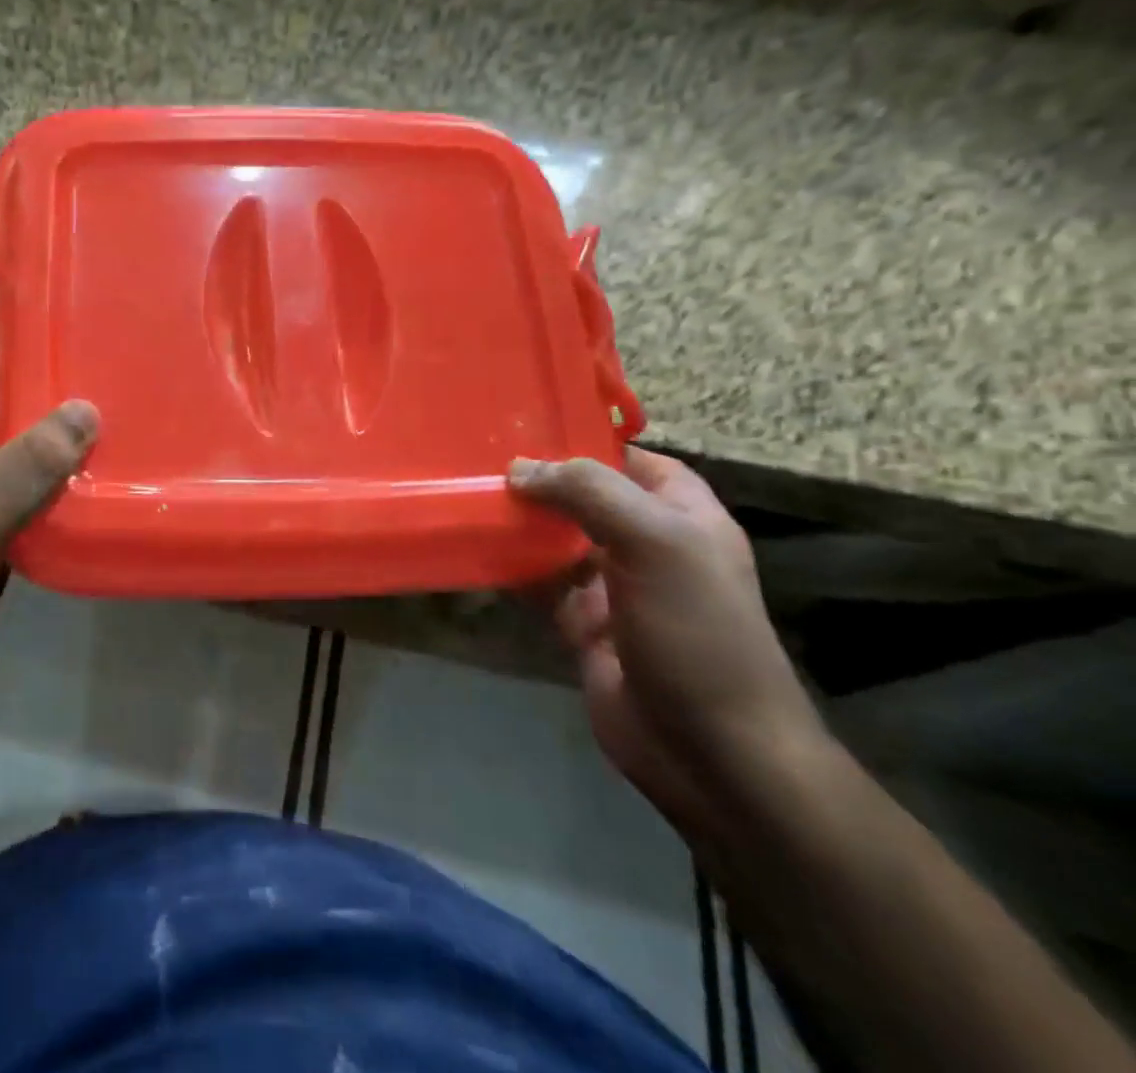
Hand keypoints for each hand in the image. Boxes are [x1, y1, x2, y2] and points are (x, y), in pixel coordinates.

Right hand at [509, 448, 828, 836]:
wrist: (710, 752)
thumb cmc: (696, 631)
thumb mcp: (655, 543)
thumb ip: (589, 493)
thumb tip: (520, 469)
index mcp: (682, 516)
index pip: (631, 460)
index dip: (586, 441)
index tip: (525, 424)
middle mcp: (647, 545)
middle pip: (586, 497)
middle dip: (540, 478)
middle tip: (477, 454)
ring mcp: (613, 587)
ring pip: (556, 538)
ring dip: (518, 520)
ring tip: (465, 491)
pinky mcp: (581, 624)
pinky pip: (538, 582)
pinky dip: (508, 566)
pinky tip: (472, 546)